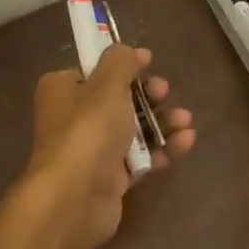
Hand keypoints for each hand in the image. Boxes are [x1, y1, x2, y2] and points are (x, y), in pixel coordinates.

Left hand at [24, 44, 195, 248]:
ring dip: (161, 122)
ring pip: (132, 129)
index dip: (123, 66)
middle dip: (148, 95)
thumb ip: (121, 62)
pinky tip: (185, 143)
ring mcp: (92, 150)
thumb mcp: (106, 84)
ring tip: (185, 121)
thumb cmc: (88, 130)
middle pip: (117, 99)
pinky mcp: (110, 178)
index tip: (150, 62)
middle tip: (165, 93)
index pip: (94, 70)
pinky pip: (140, 158)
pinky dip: (162, 149)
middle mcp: (73, 118)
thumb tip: (131, 51)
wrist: (74, 197)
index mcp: (62, 90)